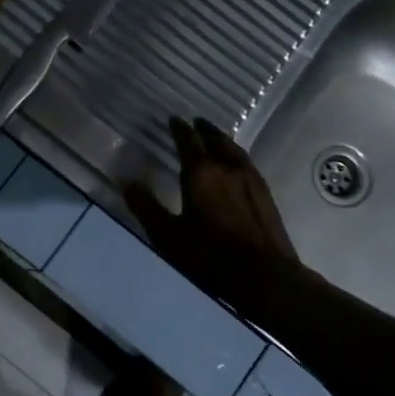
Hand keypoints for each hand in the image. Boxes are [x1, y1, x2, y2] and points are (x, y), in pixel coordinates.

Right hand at [124, 117, 296, 301]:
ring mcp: (252, 181)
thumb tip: (127, 182)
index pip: (188, 141)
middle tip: (196, 122)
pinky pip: (247, 165)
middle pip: (216, 140)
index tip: (173, 119)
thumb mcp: (167, 234)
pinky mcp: (267, 196)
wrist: (263, 276)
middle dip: (204, 130)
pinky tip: (236, 167)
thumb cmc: (209, 255)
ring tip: (215, 139)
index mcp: (201, 172)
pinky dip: (236, 157)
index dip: (179, 129)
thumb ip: (146, 207)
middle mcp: (228, 168)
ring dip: (223, 141)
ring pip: (235, 151)